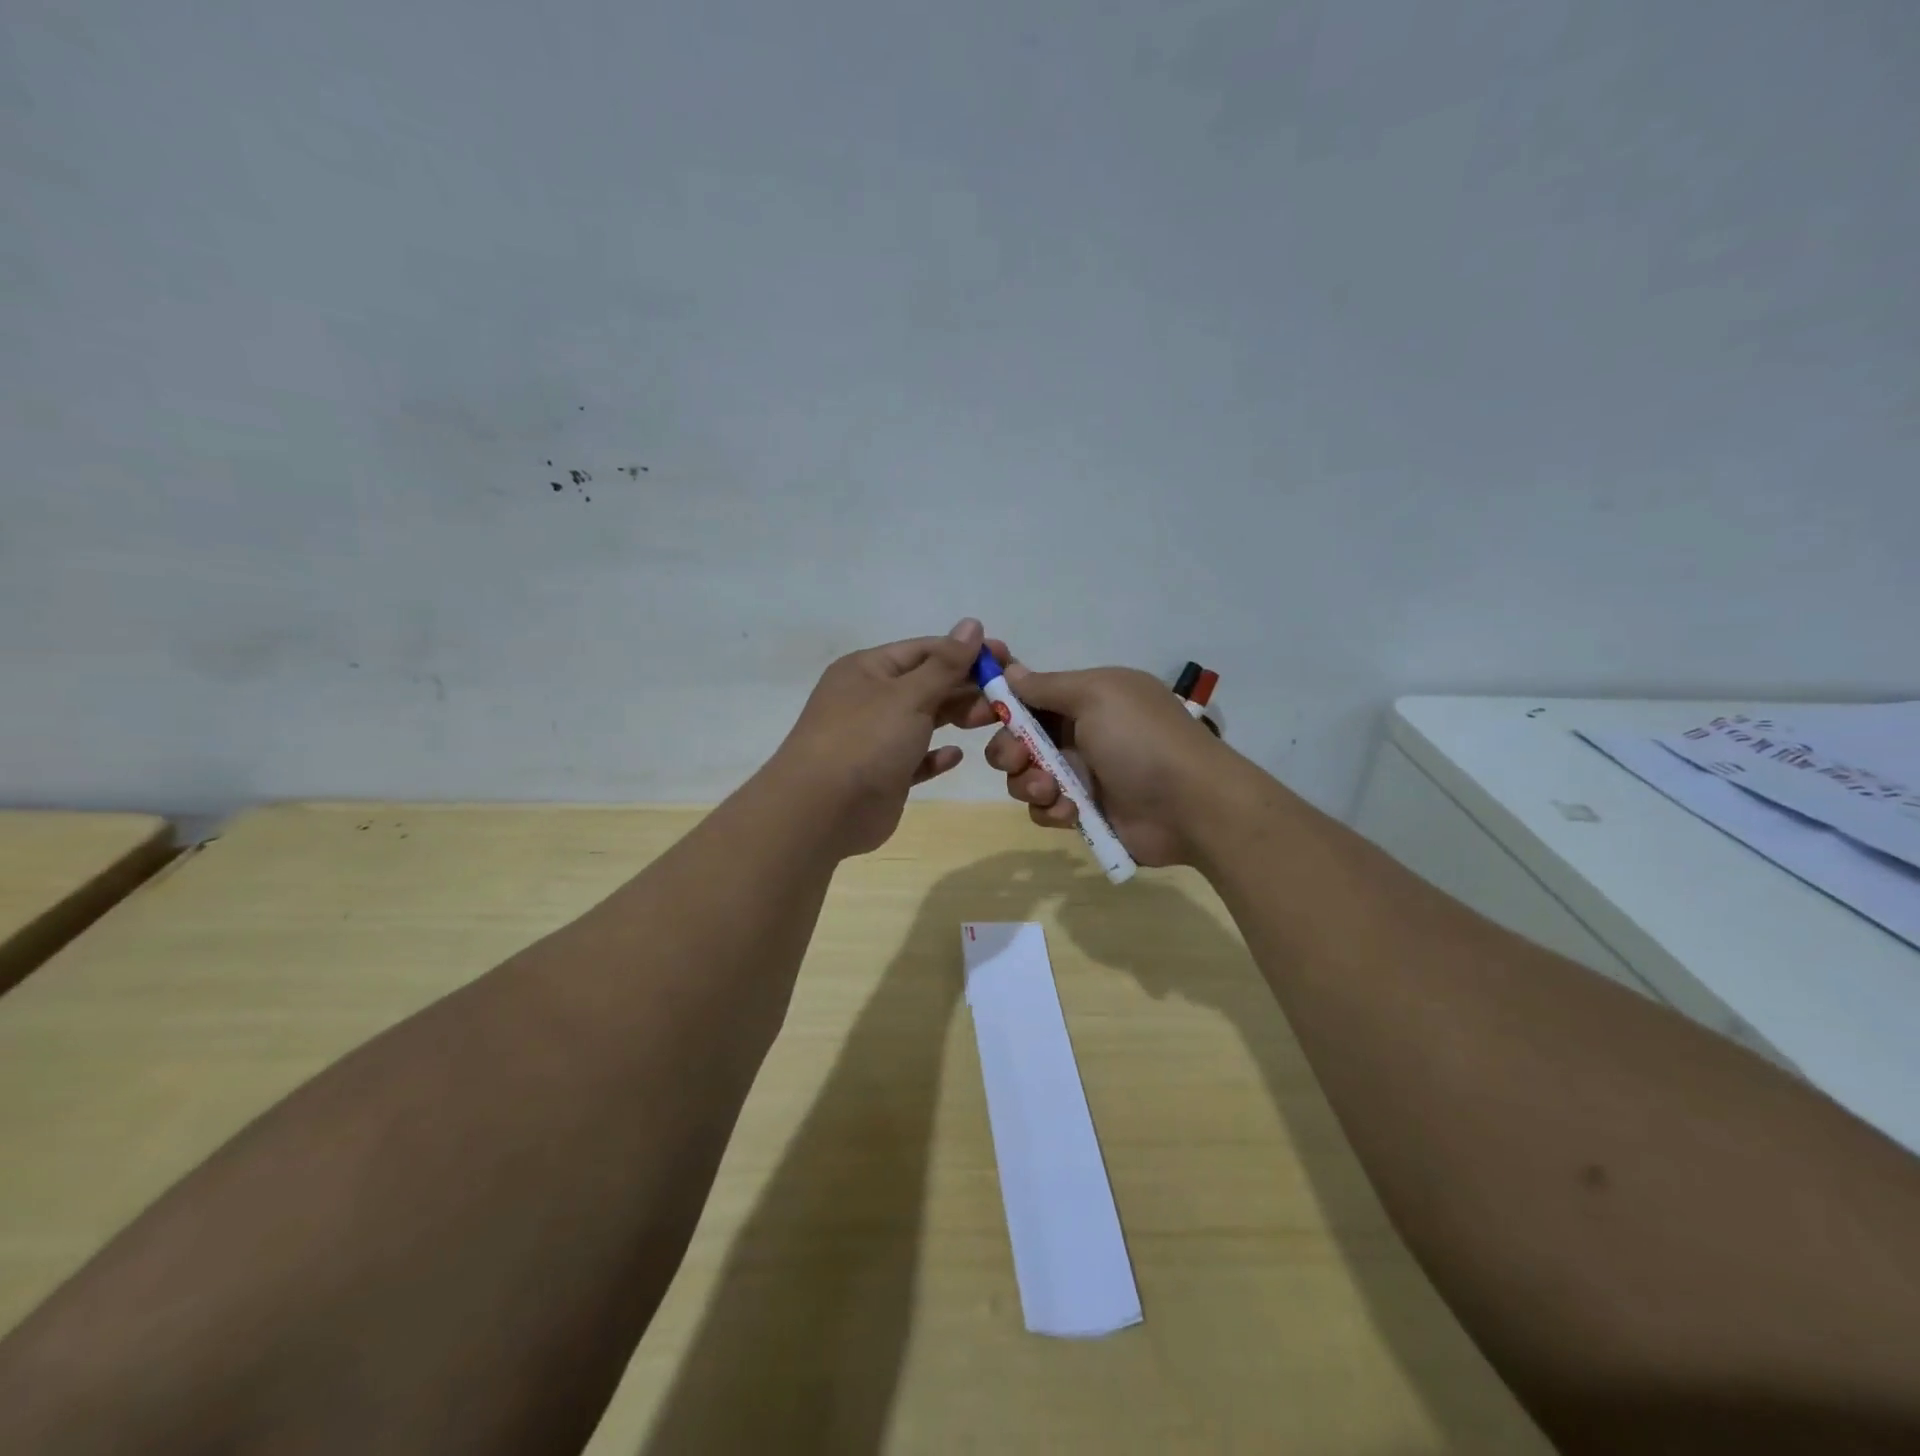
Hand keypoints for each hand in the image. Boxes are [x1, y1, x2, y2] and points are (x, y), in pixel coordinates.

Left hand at [772, 618, 994, 856]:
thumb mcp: (908, 695)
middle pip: (927, 684)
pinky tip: (956, 755)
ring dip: (957, 717)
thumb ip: (945, 664)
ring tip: (994, 720)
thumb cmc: (866, 740)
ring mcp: (875, 738)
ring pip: (924, 720)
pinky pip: (916, 758)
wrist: (821, 811)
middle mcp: (870, 699)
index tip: (1007, 658)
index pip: (924, 650)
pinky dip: (935, 755)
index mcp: (868, 670)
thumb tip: (972, 624)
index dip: (965, 652)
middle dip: (966, 687)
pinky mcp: (884, 774)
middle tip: (1008, 696)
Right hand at [982, 641, 1231, 866]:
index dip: (1001, 702)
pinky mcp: (1083, 811)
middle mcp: (1080, 732)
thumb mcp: (1096, 695)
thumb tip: (1009, 669)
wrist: (1191, 806)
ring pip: (1025, 777)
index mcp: (1086, 697)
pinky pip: (1045, 809)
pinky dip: (1050, 810)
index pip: (1030, 695)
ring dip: (1029, 783)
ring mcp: (1081, 774)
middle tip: (1019, 760)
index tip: (979, 712)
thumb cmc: (1140, 740)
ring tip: (1052, 791)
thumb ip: (1047, 686)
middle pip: (1018, 738)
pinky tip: (1071, 813)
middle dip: (1009, 750)